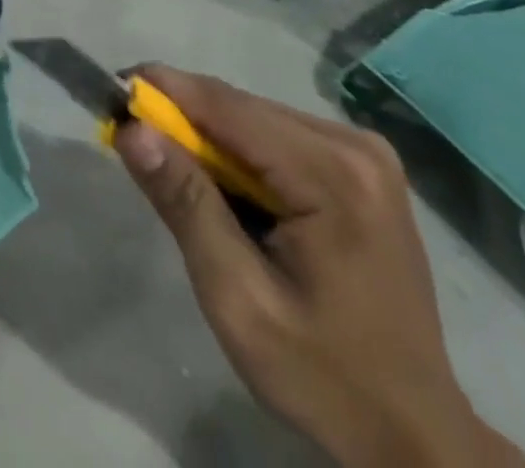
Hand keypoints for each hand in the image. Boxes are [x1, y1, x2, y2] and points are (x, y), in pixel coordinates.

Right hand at [113, 68, 524, 467]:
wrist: (416, 438)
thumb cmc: (323, 374)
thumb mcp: (238, 298)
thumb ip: (185, 205)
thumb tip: (131, 129)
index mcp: (333, 174)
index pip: (225, 105)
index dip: (161, 90)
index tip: (108, 92)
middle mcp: (354, 146)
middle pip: (240, 107)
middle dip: (180, 118)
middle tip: (131, 142)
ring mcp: (365, 154)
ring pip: (255, 118)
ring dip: (208, 137)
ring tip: (175, 175)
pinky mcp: (362, 168)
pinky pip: (277, 137)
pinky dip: (240, 153)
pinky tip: (229, 193)